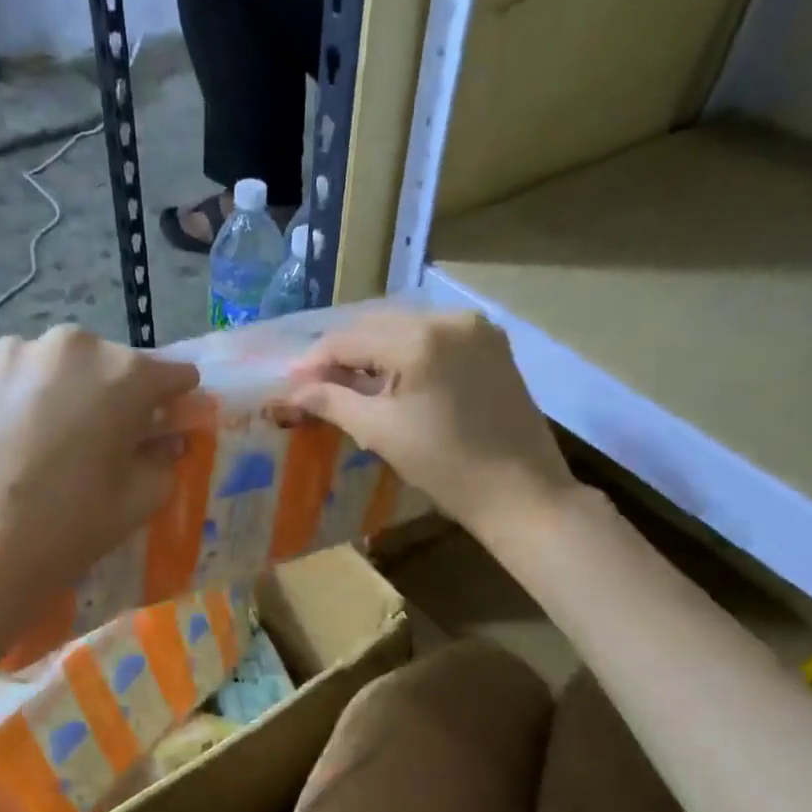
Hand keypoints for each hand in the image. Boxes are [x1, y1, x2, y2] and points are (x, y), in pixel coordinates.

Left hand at [0, 326, 197, 621]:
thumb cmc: (68, 529)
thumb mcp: (139, 501)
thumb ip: (164, 459)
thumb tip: (163, 441)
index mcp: (123, 373)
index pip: (171, 373)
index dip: (170, 401)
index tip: (160, 425)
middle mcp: (67, 345)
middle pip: (103, 364)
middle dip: (106, 395)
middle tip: (92, 441)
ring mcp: (5, 352)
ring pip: (46, 366)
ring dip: (52, 392)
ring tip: (36, 441)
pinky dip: (4, 399)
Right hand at [282, 305, 574, 533]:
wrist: (521, 492)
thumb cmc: (446, 468)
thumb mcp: (381, 433)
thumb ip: (333, 402)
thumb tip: (293, 390)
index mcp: (421, 338)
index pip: (351, 339)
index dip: (315, 361)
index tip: (290, 383)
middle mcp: (450, 318)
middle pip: (378, 325)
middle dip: (343, 353)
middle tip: (313, 383)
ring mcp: (477, 328)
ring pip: (406, 328)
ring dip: (373, 351)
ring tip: (348, 382)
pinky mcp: (492, 344)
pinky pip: (434, 337)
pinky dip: (406, 353)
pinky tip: (390, 378)